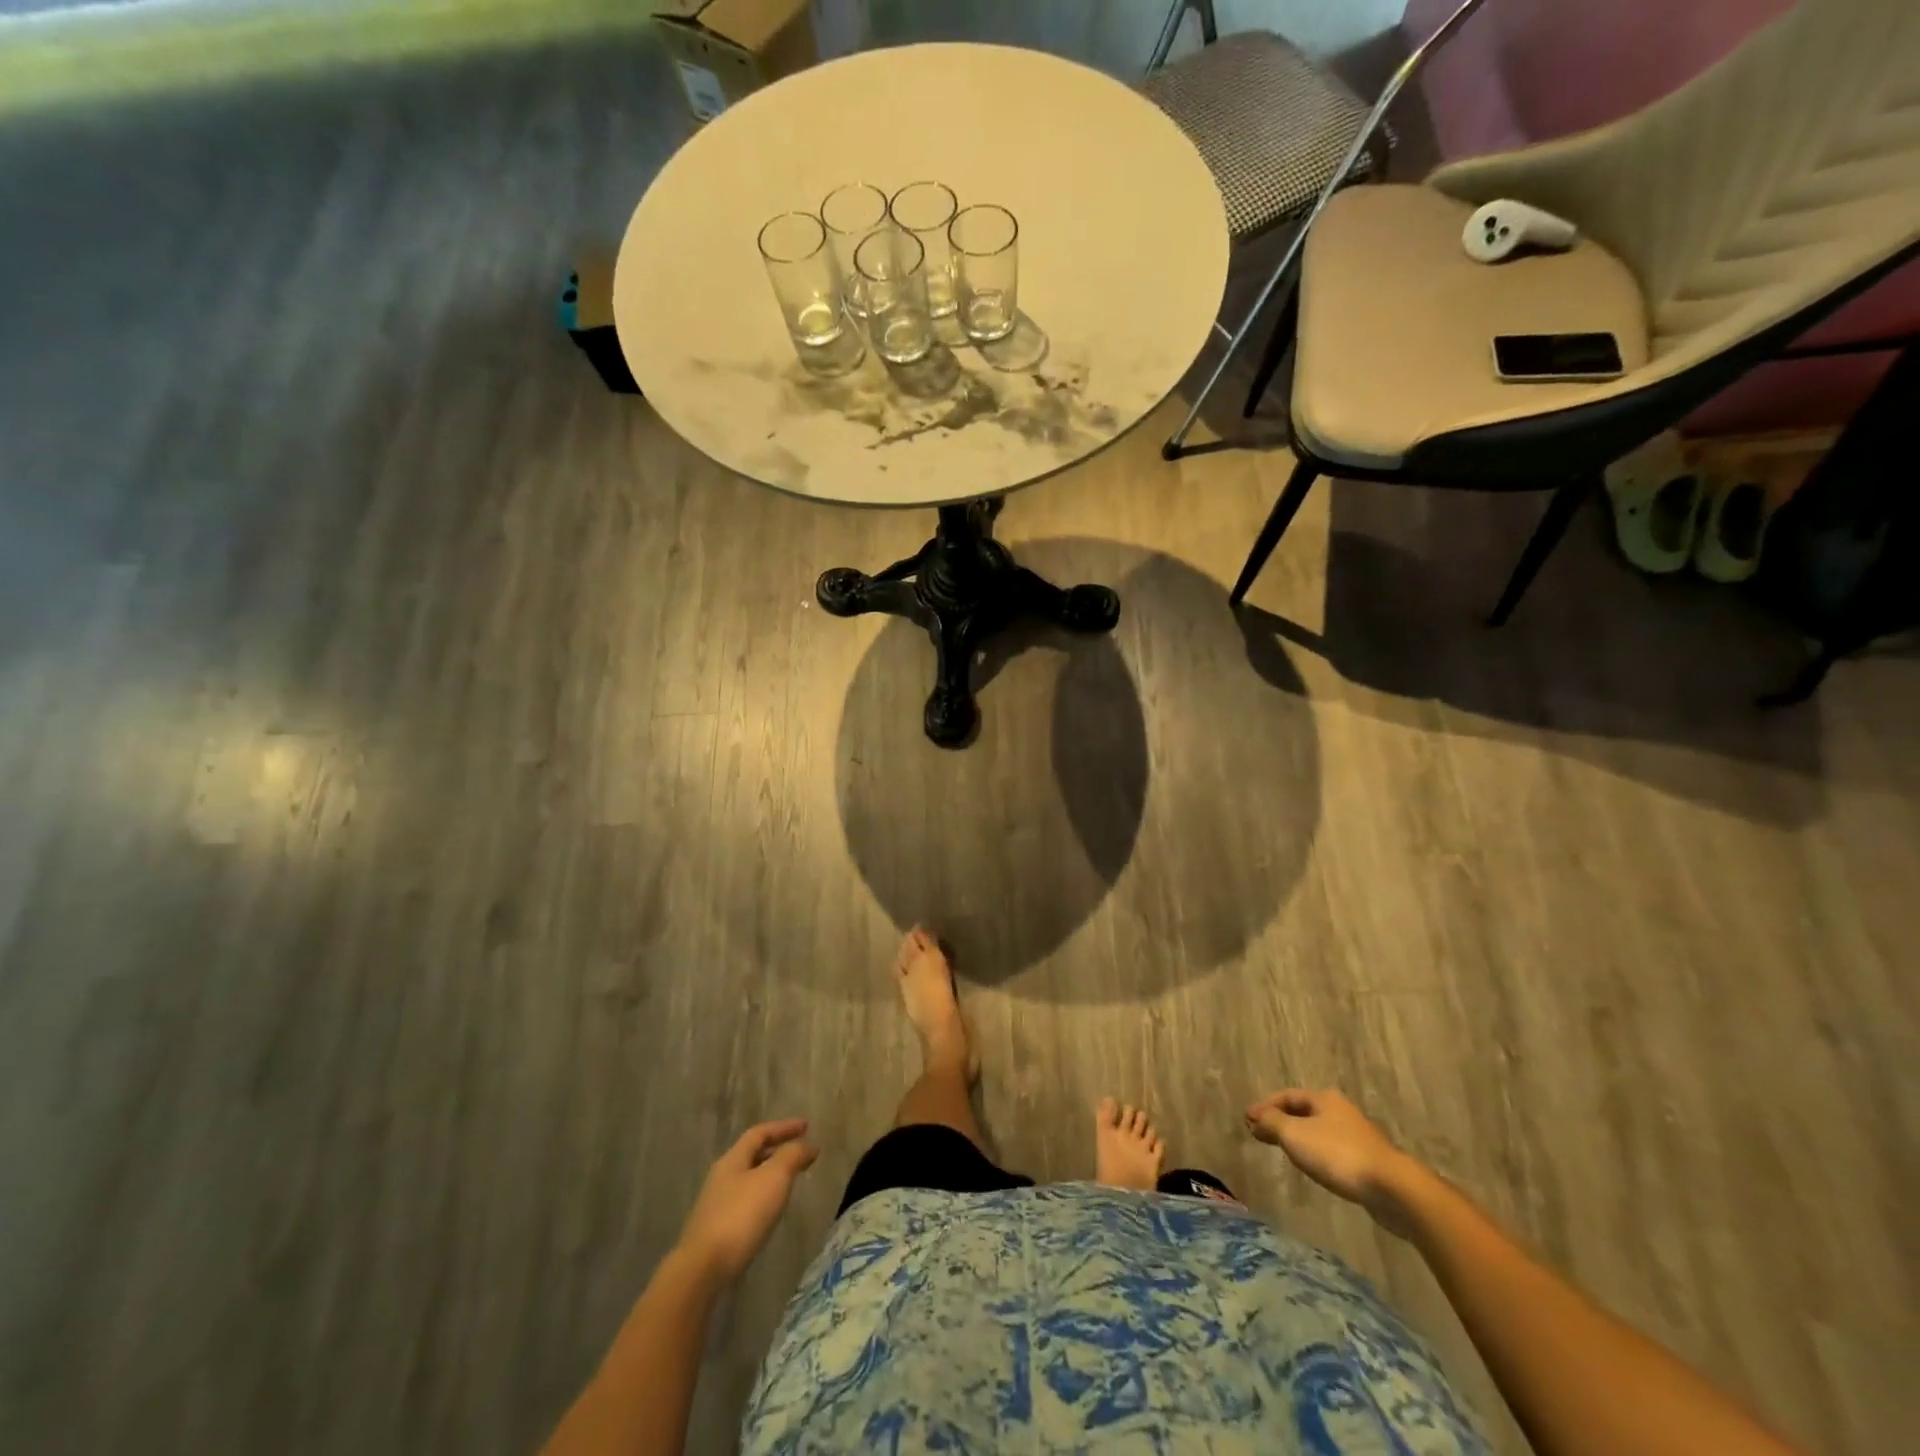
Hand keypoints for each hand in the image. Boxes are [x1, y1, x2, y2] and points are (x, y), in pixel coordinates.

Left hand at [677, 1119, 818, 1285]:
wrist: (702, 1270)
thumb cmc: (741, 1216)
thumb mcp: (774, 1178)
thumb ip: (792, 1156)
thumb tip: (808, 1145)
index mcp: (733, 1159)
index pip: (760, 1133)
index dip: (784, 1127)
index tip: (807, 1127)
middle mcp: (721, 1177)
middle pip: (751, 1155)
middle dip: (776, 1150)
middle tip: (799, 1154)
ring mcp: (715, 1205)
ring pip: (748, 1179)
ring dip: (769, 1175)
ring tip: (789, 1182)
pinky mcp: (715, 1231)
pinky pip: (744, 1202)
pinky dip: (762, 1197)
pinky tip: (769, 1212)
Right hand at [1246, 1088, 1417, 1231]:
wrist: (1392, 1189)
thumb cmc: (1338, 1154)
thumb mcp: (1295, 1135)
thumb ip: (1272, 1123)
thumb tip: (1256, 1117)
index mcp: (1324, 1098)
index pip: (1287, 1096)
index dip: (1265, 1106)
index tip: (1247, 1119)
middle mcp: (1340, 1111)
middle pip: (1303, 1111)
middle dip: (1281, 1120)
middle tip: (1260, 1132)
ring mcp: (1357, 1135)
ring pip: (1318, 1130)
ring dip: (1298, 1136)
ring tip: (1282, 1149)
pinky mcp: (1367, 1160)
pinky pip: (1331, 1149)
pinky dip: (1315, 1152)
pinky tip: (1312, 1165)